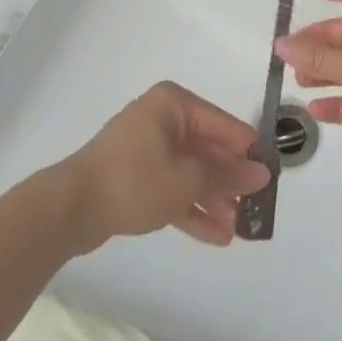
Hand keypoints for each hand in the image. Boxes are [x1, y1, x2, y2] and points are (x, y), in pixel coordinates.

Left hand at [64, 82, 272, 249]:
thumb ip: (227, 176)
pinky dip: (192, 208)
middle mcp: (162, 120)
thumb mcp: (188, 179)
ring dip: (214, 199)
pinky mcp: (136, 178)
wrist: (70, 209)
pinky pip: (172, 189)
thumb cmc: (135, 179)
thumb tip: (262, 174)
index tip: (271, 176)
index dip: (248, 151)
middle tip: (255, 207)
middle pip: (207, 150)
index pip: (223, 125)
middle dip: (230, 181)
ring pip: (191, 173)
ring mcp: (147, 149)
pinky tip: (217, 236)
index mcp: (174, 105)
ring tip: (239, 229)